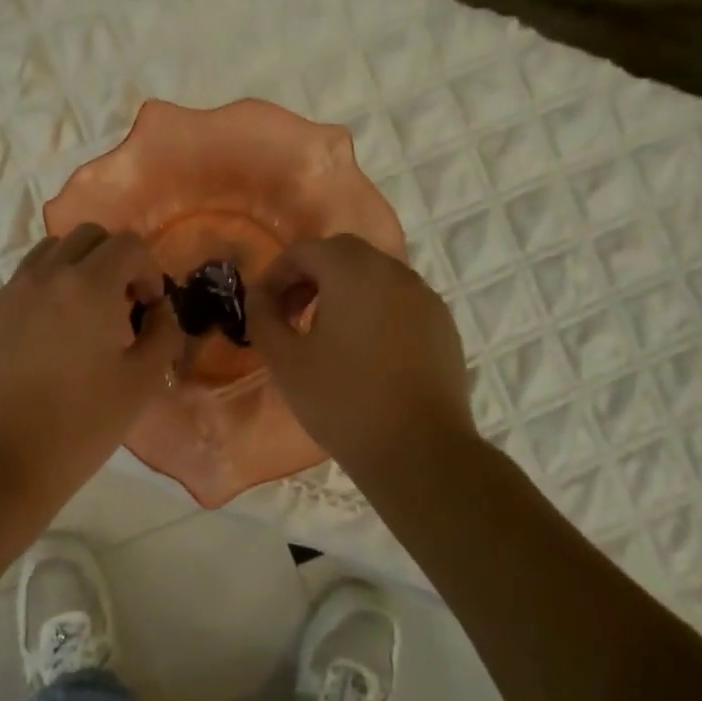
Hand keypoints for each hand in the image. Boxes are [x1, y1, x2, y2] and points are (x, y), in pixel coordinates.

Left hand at [0, 224, 182, 511]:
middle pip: (87, 236)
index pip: (128, 245)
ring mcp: (9, 292)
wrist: (5, 459)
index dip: (148, 270)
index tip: (148, 307)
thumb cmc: (83, 423)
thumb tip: (158, 309)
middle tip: (120, 304)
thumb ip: (164, 333)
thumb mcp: (144, 381)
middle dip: (113, 259)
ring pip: (49, 252)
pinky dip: (44, 290)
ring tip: (83, 313)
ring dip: (76, 268)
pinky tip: (49, 336)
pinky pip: (22, 282)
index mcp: (88, 286)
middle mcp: (45, 275)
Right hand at [246, 234, 474, 483]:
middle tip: (292, 314)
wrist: (419, 450)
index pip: (306, 250)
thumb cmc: (342, 401)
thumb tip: (259, 295)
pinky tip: (365, 350)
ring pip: (374, 274)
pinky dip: (374, 307)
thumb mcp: (285, 361)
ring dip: (343, 289)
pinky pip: (399, 299)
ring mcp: (424, 296)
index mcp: (353, 272)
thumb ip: (263, 317)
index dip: (277, 273)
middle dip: (310, 275)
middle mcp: (393, 272)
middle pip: (343, 253)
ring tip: (326, 333)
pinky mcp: (442, 324)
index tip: (265, 308)